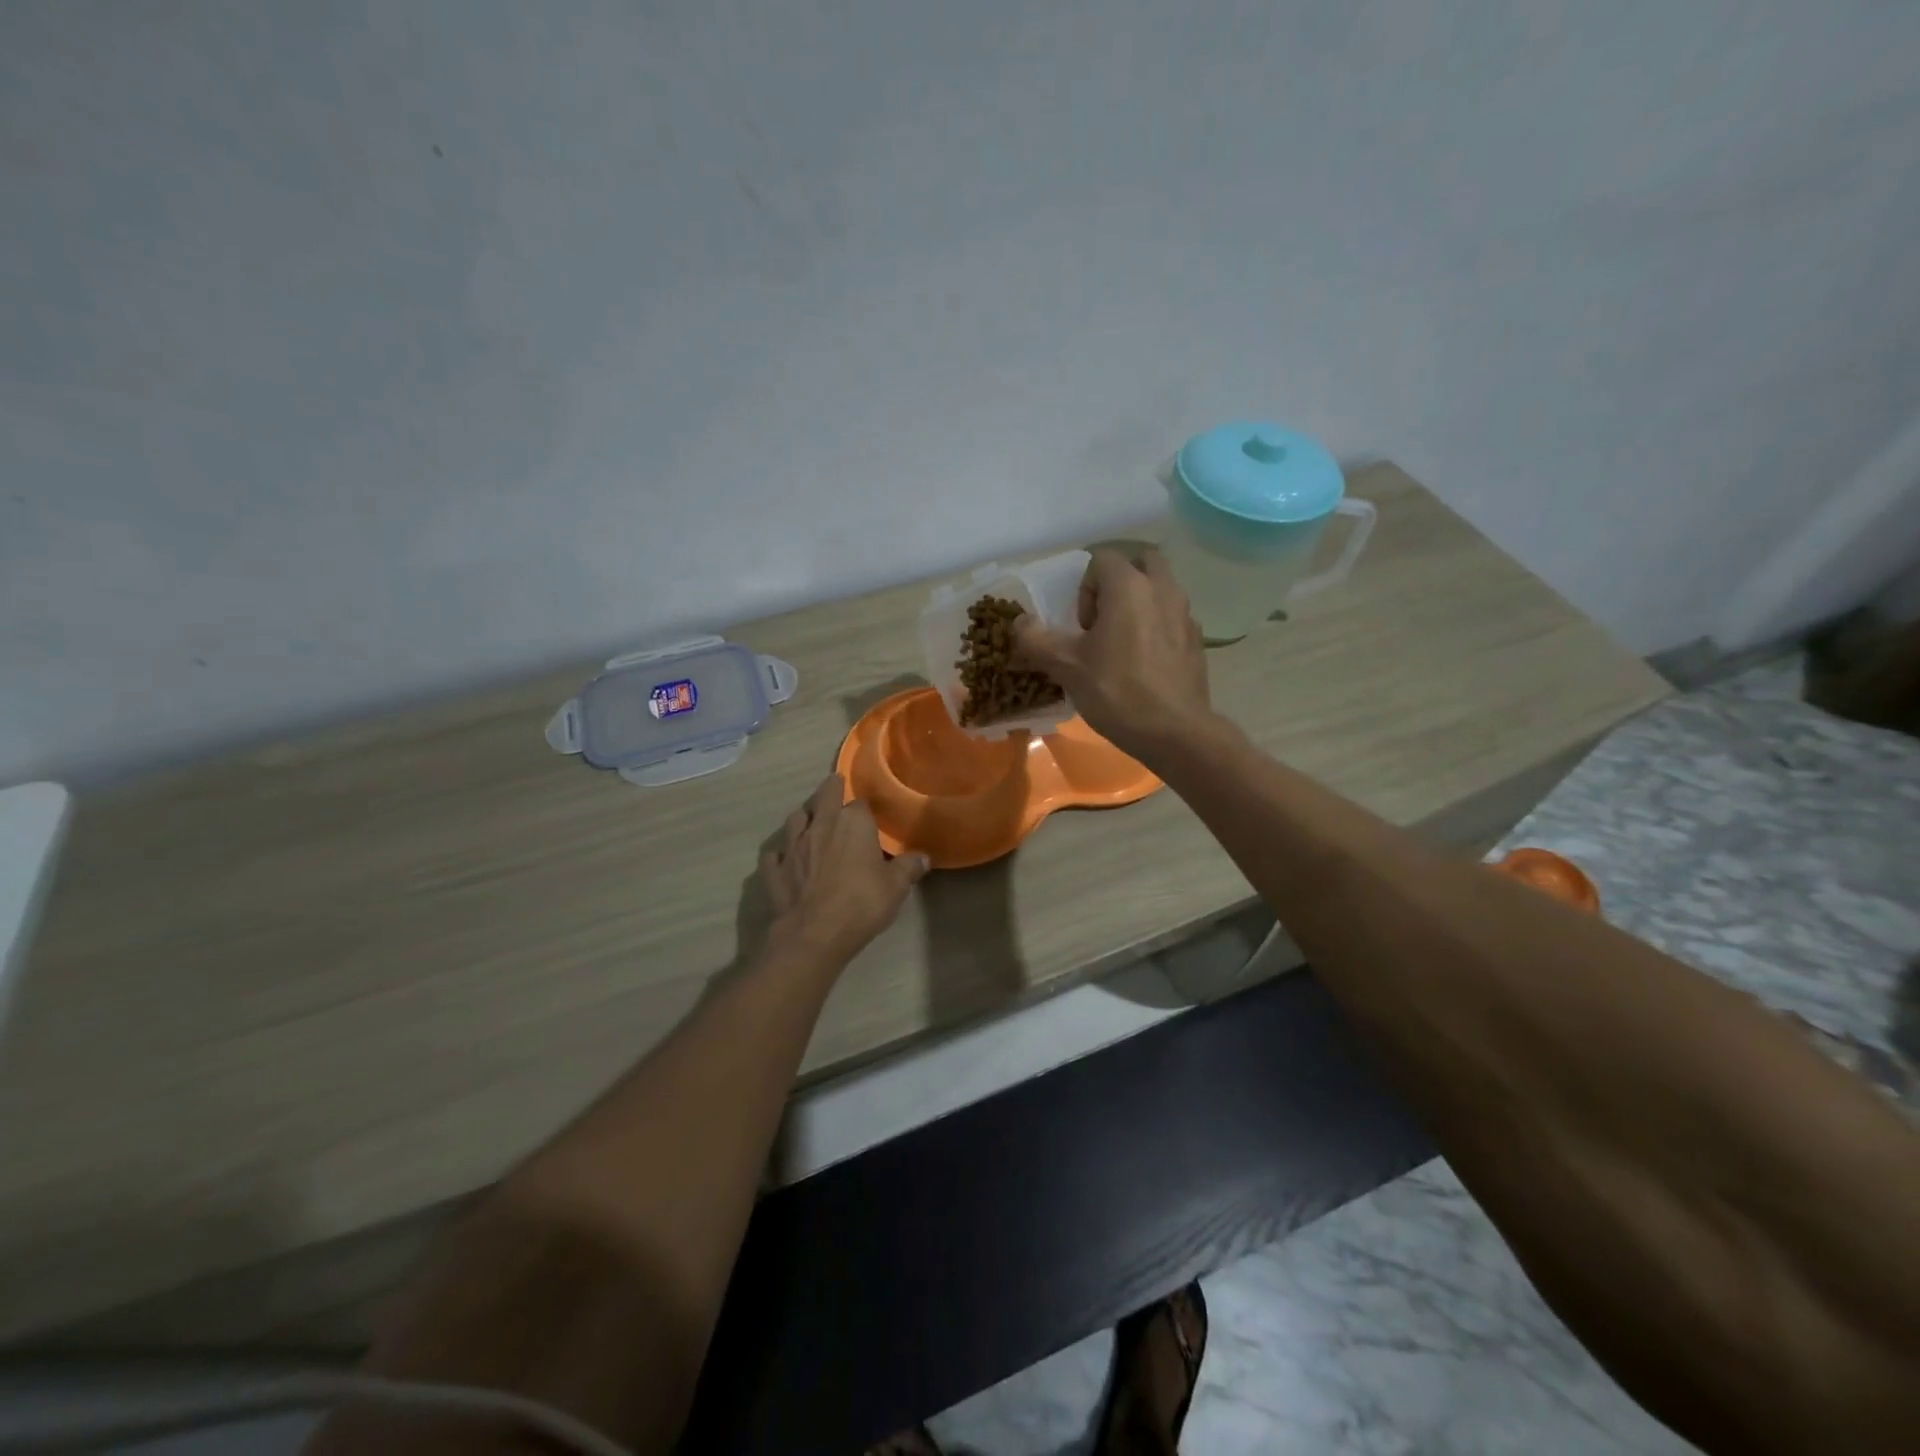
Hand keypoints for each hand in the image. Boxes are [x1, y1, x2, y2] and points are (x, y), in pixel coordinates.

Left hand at [763, 774, 929, 965]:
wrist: (813, 935)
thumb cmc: (861, 904)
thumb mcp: (896, 887)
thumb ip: (909, 867)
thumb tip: (923, 857)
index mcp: (852, 823)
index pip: (859, 803)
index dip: (864, 807)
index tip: (869, 813)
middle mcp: (820, 825)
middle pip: (823, 796)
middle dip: (830, 789)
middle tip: (834, 786)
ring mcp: (792, 846)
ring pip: (794, 820)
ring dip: (803, 818)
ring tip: (809, 821)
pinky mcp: (774, 869)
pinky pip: (775, 854)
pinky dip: (780, 854)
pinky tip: (784, 859)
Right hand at [1013, 548, 1213, 764]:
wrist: (1174, 732)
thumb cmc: (1116, 691)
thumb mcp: (1065, 667)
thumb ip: (1036, 639)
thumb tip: (1020, 622)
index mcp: (1129, 586)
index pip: (1101, 559)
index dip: (1084, 589)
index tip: (1081, 627)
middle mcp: (1163, 589)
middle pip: (1139, 563)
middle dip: (1117, 584)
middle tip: (1103, 623)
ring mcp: (1185, 614)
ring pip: (1160, 589)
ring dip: (1139, 604)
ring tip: (1122, 645)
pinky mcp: (1197, 640)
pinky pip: (1172, 617)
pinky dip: (1157, 627)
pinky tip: (1144, 664)